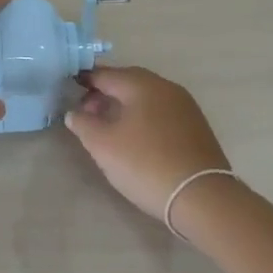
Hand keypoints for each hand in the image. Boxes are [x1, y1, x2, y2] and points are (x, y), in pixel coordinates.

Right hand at [64, 66, 230, 217]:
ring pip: (146, 97)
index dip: (84, 81)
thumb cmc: (146, 164)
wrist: (203, 197)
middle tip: (88, 113)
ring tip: (110, 129)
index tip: (69, 91)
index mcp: (141, 84)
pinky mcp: (196, 126)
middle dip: (105, 93)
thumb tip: (74, 112)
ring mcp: (185, 106)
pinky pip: (161, 112)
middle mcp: (165, 87)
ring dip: (125, 106)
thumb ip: (83, 124)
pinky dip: (144, 117)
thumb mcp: (103, 145)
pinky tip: (137, 138)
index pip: (105, 74)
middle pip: (127, 82)